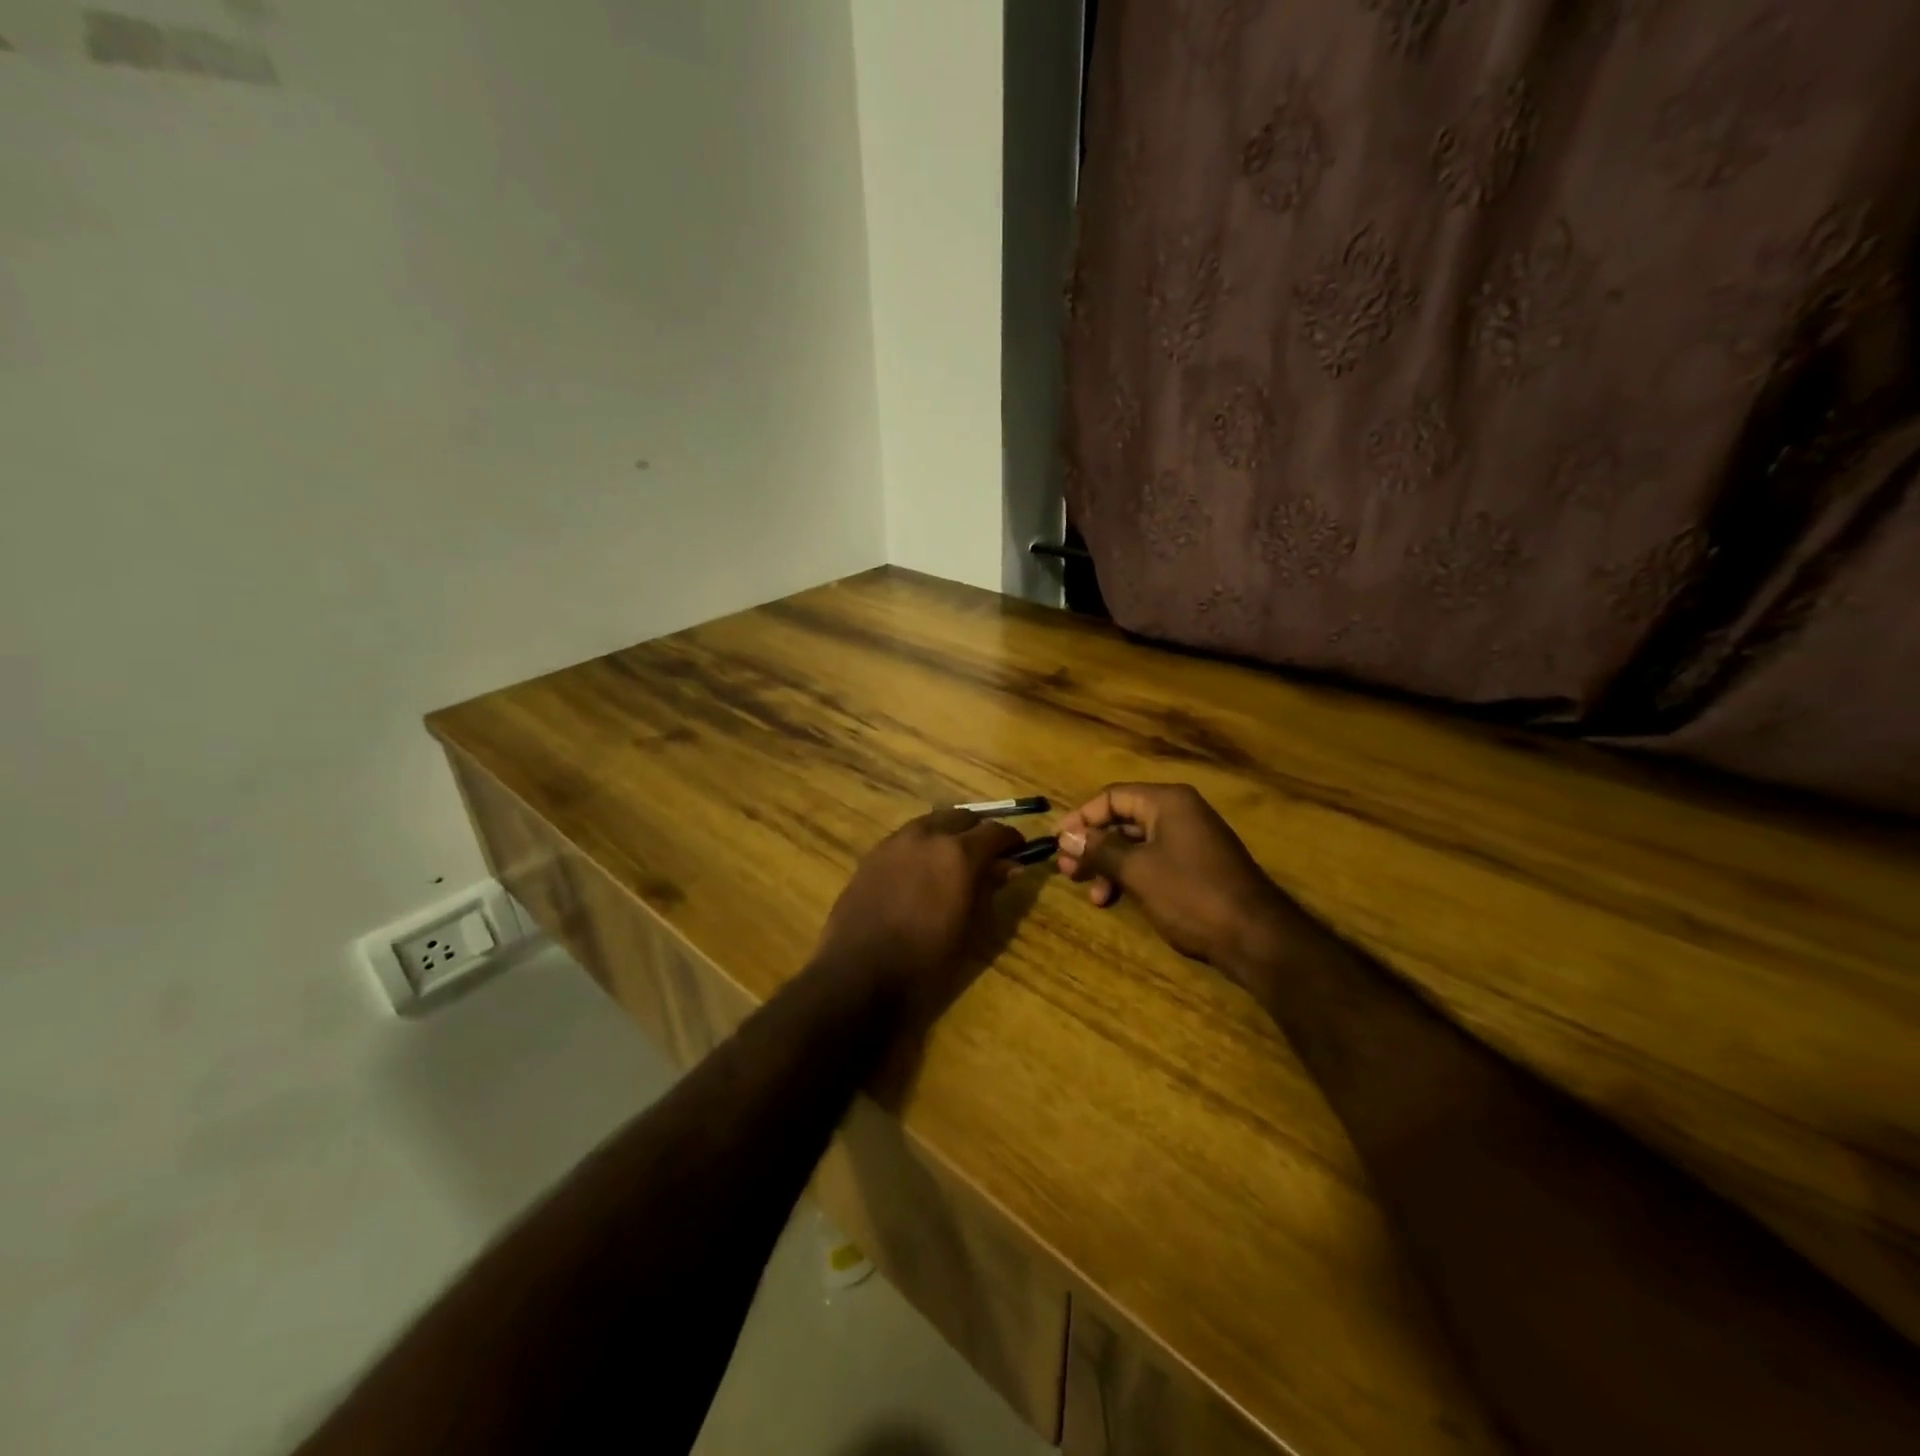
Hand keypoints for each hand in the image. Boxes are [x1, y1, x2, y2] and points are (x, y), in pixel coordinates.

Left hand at [813, 808, 1024, 1018]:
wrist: (859, 973)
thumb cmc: (925, 959)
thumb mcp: (970, 928)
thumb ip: (990, 889)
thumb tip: (1009, 866)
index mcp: (959, 853)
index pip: (996, 832)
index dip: (1011, 841)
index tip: (1018, 853)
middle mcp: (928, 835)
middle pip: (963, 818)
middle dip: (979, 832)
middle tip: (987, 855)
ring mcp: (896, 841)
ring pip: (932, 822)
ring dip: (949, 834)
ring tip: (953, 860)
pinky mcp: (873, 854)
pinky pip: (907, 837)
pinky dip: (922, 844)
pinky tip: (922, 869)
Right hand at [1056, 783, 1300, 977]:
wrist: (1255, 937)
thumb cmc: (1191, 894)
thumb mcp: (1138, 870)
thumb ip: (1100, 850)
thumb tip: (1066, 837)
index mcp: (1168, 802)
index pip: (1112, 796)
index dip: (1081, 818)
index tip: (1058, 843)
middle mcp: (1180, 813)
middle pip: (1123, 820)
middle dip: (1093, 845)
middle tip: (1067, 871)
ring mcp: (1191, 841)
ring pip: (1136, 844)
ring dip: (1108, 865)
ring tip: (1091, 893)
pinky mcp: (1196, 867)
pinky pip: (1153, 861)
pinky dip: (1130, 876)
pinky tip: (1115, 899)